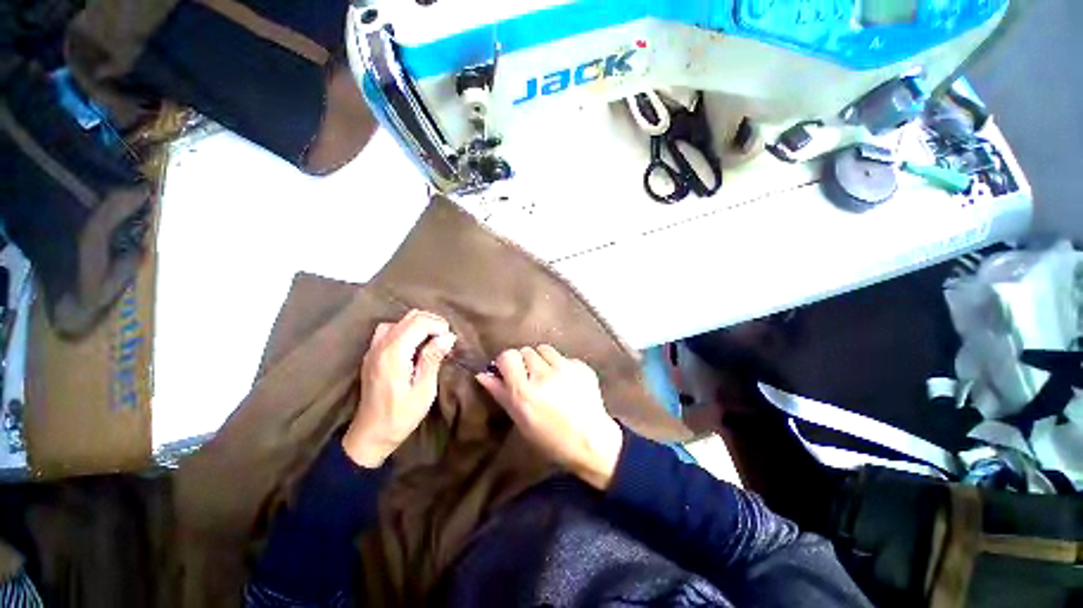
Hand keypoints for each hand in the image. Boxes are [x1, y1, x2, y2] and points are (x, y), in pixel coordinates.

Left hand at [343, 310, 456, 467]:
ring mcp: (373, 349)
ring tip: (433, 341)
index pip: (419, 322)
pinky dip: (407, 330)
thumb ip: (433, 359)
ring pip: (400, 321)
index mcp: (393, 354)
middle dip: (432, 323)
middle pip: (410, 317)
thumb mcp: (424, 391)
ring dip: (420, 325)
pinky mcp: (372, 354)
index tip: (450, 341)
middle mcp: (380, 346)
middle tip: (445, 340)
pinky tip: (415, 345)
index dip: (439, 326)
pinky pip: (390, 330)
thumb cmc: (400, 416)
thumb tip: (448, 337)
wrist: (370, 435)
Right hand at [476, 346, 623, 489]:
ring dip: (542, 360)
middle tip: (531, 379)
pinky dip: (560, 365)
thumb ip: (501, 394)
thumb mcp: (520, 420)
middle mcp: (544, 375)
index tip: (509, 372)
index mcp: (524, 391)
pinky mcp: (581, 366)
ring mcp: (565, 368)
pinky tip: (566, 382)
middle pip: (525, 350)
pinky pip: (563, 356)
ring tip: (548, 377)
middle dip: (525, 362)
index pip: (508, 356)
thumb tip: (482, 374)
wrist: (591, 441)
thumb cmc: (550, 438)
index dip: (507, 363)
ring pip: (544, 349)